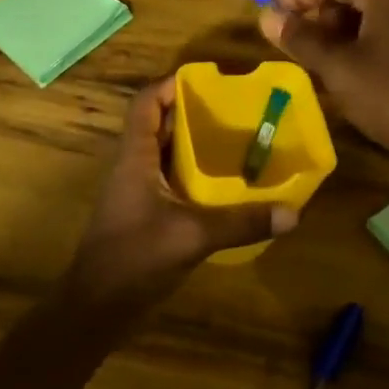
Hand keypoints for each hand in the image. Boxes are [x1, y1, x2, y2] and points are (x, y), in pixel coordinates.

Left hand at [62, 77, 296, 316]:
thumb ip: (241, 223)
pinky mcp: (144, 212)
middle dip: (193, 110)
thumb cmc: (134, 259)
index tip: (210, 79)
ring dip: (195, 142)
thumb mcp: (192, 236)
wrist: (95, 309)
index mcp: (135, 157)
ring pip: (166, 151)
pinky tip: (224, 183)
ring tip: (237, 137)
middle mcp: (134, 165)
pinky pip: (171, 178)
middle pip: (160, 123)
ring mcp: (137, 190)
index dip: (171, 84)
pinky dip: (195, 172)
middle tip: (236, 108)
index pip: (146, 103)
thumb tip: (293, 213)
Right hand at [259, 0, 388, 167]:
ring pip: (383, 10)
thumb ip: (301, 38)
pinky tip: (362, 68)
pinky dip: (375, 38)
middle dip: (327, 10)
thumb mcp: (338, 68)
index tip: (276, 14)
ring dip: (350, 25)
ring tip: (327, 55)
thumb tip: (267, 16)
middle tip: (303, 37)